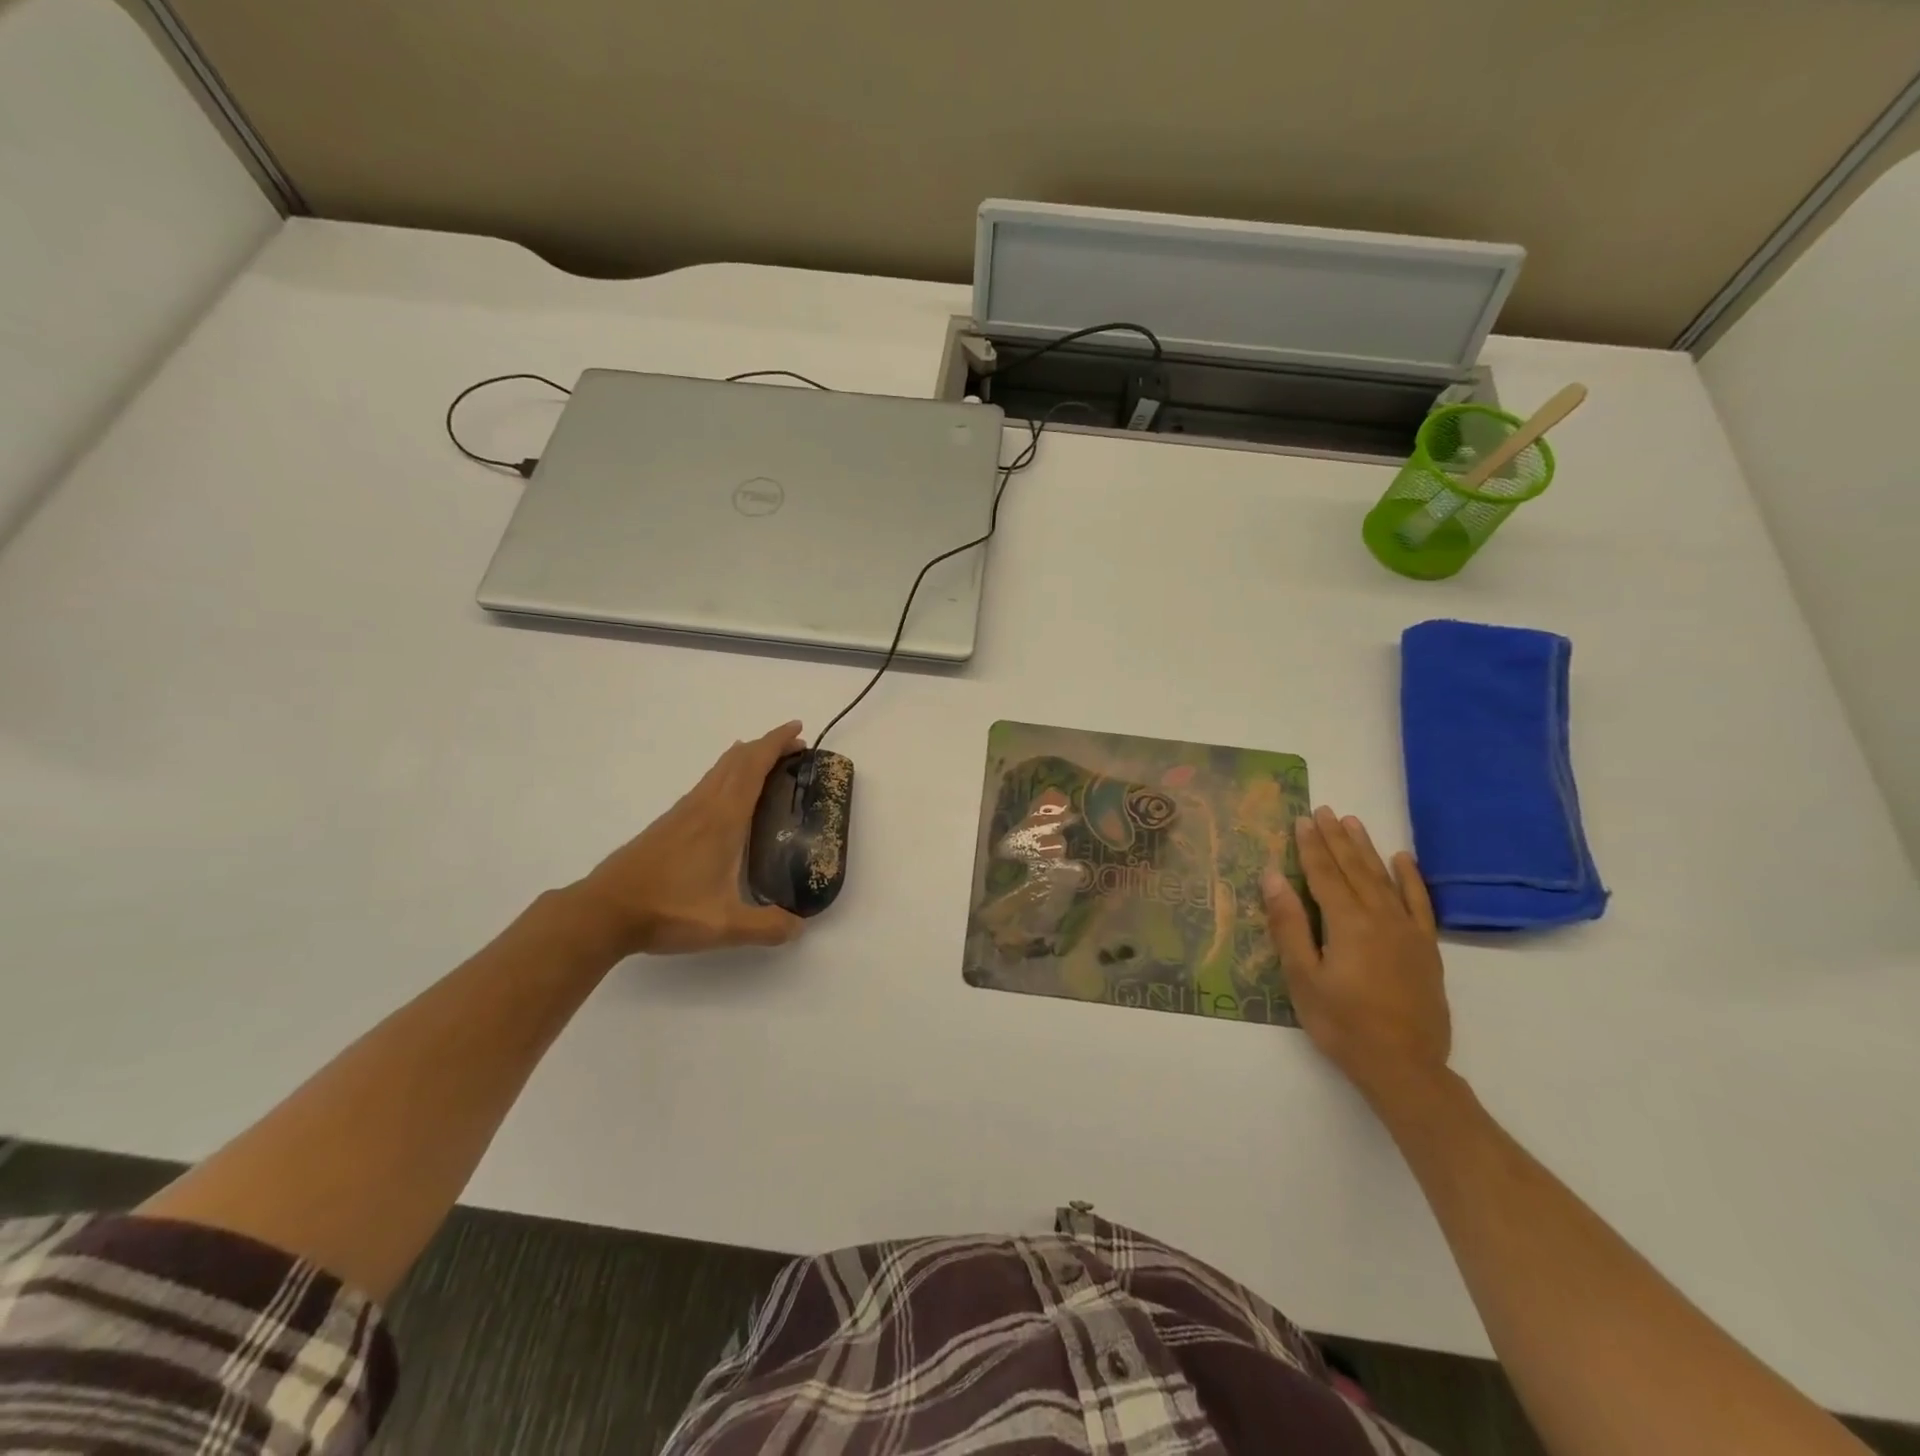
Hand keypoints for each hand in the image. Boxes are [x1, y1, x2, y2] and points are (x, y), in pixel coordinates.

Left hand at [568, 722, 807, 957]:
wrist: (604, 911)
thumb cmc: (667, 911)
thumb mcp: (724, 926)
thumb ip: (766, 927)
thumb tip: (799, 928)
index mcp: (723, 820)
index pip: (753, 767)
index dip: (776, 743)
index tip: (798, 730)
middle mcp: (703, 807)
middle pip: (737, 760)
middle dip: (766, 746)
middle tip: (793, 747)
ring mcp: (682, 813)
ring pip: (718, 770)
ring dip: (745, 759)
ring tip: (767, 764)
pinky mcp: (668, 825)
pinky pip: (706, 785)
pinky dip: (727, 775)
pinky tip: (727, 798)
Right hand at [1262, 807, 1450, 1109]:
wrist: (1404, 1067)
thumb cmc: (1342, 1024)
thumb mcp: (1303, 978)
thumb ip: (1289, 925)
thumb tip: (1273, 878)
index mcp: (1347, 924)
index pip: (1324, 874)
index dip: (1311, 846)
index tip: (1302, 819)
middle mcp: (1380, 918)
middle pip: (1354, 869)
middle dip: (1336, 839)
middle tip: (1324, 810)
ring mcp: (1407, 931)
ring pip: (1384, 879)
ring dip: (1366, 849)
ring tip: (1353, 822)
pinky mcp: (1426, 948)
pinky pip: (1418, 903)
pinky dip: (1410, 878)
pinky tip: (1402, 859)